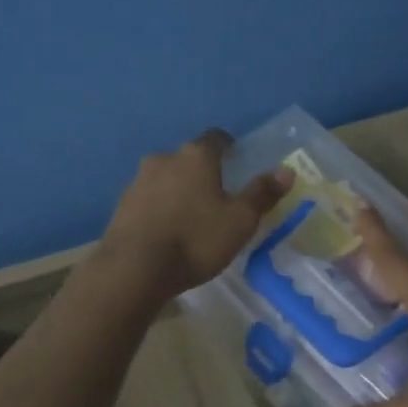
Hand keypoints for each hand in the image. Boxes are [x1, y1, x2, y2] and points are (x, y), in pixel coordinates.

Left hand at [99, 130, 292, 301]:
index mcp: (196, 156)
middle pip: (189, 158)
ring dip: (179, 191)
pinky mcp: (121, 205)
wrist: (134, 268)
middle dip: (203, 172)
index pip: (216, 138)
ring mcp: (138, 181)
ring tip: (191, 218)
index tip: (238, 163)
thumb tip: (286, 171)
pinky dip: (159, 208)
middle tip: (218, 196)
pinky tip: (167, 231)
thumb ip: (262, 194)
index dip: (229, 148)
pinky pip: (148, 199)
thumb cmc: (195, 239)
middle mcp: (164, 158)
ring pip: (166, 178)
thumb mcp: (240, 221)